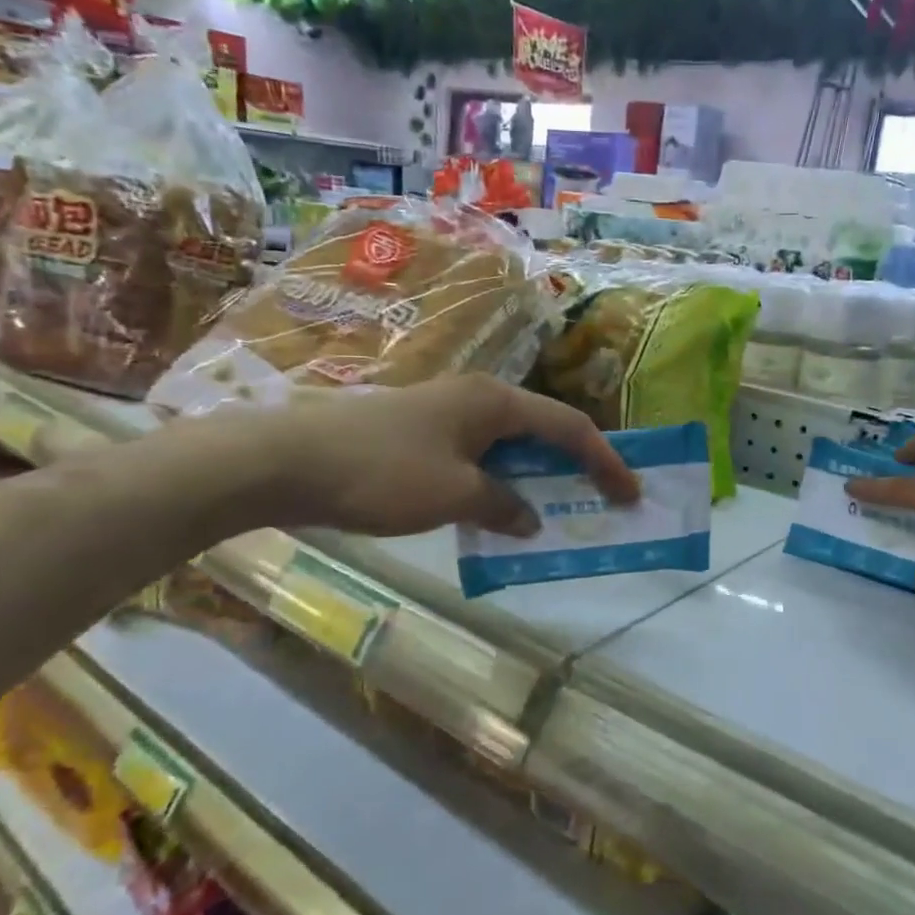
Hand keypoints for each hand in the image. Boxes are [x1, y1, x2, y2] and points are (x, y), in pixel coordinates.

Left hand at [215, 375, 637, 538]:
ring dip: (536, 477)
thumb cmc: (382, 472)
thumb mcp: (454, 496)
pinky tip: (496, 510)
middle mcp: (476, 397)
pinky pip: (478, 455)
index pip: (569, 427)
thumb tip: (529, 517)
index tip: (631, 493)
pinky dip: (499, 482)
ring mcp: (445, 412)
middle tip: (601, 499)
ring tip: (556, 509)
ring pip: (509, 444)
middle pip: (543, 430)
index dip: (606, 460)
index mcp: (495, 402)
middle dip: (576, 465)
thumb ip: (503, 506)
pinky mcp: (419, 432)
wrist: (283, 461)